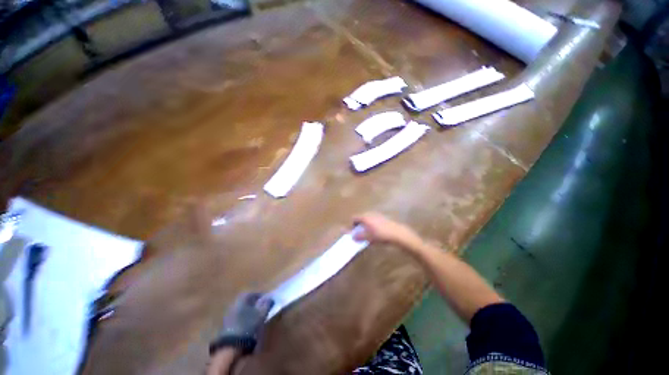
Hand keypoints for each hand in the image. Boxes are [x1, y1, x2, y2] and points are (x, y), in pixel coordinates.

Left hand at [211, 293, 273, 355]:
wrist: (231, 346)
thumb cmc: (248, 326)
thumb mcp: (261, 314)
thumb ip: (266, 304)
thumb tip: (270, 298)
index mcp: (242, 298)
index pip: (253, 293)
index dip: (262, 296)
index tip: (268, 301)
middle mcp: (234, 303)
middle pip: (247, 301)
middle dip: (255, 304)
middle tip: (263, 309)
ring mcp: (228, 314)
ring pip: (242, 309)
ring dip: (249, 312)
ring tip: (257, 318)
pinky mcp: (226, 325)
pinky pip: (238, 318)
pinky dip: (244, 319)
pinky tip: (248, 325)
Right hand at [353, 213, 421, 249]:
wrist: (397, 233)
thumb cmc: (380, 235)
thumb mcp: (368, 237)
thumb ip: (359, 236)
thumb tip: (352, 236)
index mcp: (365, 217)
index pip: (354, 218)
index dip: (352, 224)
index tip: (353, 231)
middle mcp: (370, 213)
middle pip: (361, 218)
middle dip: (359, 225)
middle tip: (360, 233)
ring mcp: (377, 215)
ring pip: (368, 219)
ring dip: (366, 225)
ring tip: (369, 234)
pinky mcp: (383, 217)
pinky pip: (374, 220)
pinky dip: (372, 225)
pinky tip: (377, 232)